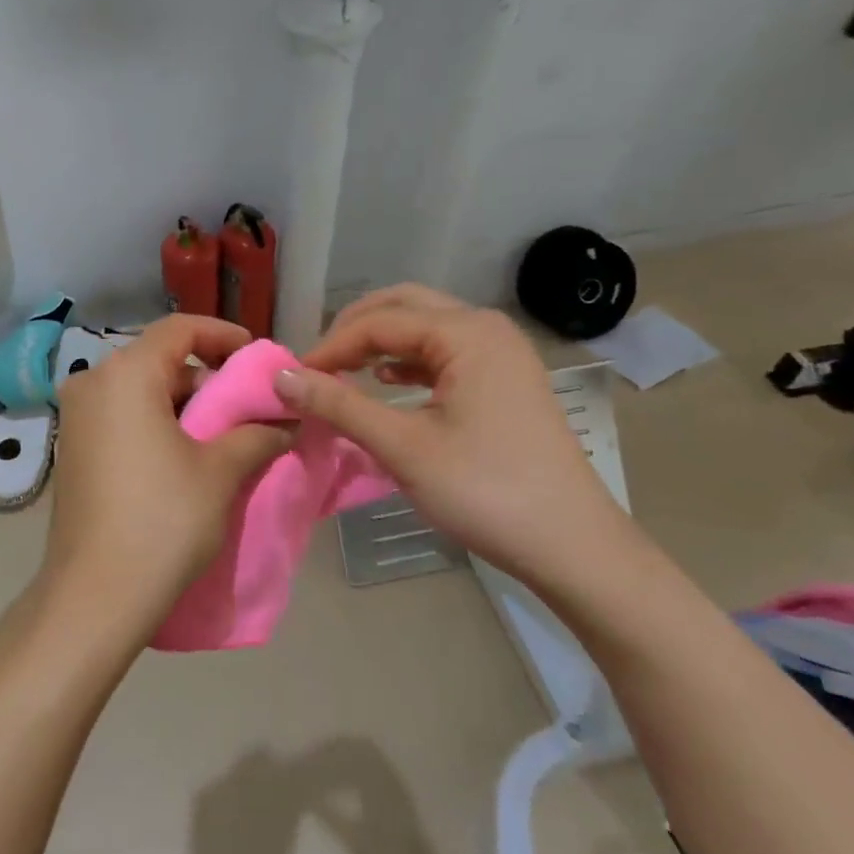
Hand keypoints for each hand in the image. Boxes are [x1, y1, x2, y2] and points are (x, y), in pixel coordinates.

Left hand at [39, 316, 292, 653]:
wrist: (94, 596)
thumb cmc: (162, 520)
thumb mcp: (220, 472)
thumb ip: (257, 434)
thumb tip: (285, 421)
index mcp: (125, 374)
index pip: (180, 329)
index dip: (223, 336)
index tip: (257, 358)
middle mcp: (92, 383)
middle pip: (159, 359)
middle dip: (208, 377)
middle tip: (248, 405)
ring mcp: (76, 417)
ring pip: (141, 390)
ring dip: (185, 404)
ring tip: (226, 434)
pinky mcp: (73, 448)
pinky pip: (122, 416)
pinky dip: (157, 422)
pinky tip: (187, 455)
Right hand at [273, 285, 638, 587]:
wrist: (572, 546)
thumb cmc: (485, 491)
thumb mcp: (403, 447)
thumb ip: (339, 405)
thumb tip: (282, 377)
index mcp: (466, 333)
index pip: (379, 322)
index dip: (330, 346)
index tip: (293, 378)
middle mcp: (486, 329)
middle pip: (405, 307)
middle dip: (355, 330)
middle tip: (319, 364)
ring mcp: (502, 353)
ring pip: (426, 327)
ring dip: (381, 343)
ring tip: (344, 372)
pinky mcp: (506, 380)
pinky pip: (446, 352)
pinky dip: (409, 361)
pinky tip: (387, 383)